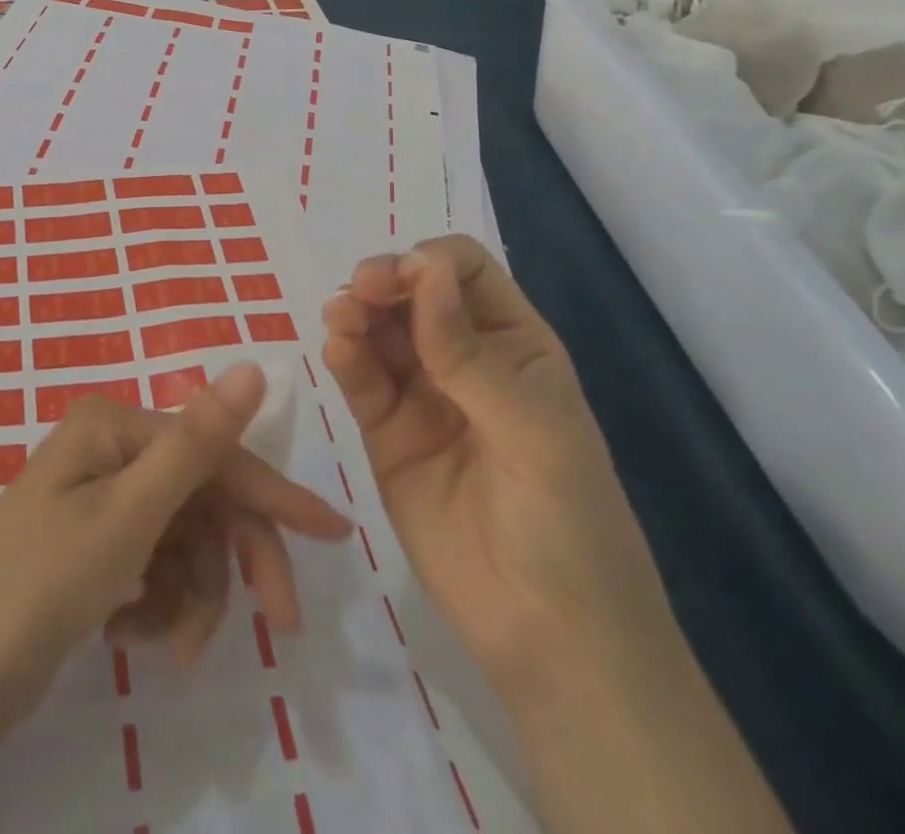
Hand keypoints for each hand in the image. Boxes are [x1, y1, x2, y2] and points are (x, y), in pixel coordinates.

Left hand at [0, 361, 354, 726]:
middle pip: (202, 501)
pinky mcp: (91, 548)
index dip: (275, 495)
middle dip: (234, 565)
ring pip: (183, 543)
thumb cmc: (41, 586)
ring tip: (169, 648)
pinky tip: (135, 636)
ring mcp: (99, 500)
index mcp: (115, 427)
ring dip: (191, 598)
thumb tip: (252, 364)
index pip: (215, 454)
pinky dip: (159, 607)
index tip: (335, 533)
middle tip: (279, 625)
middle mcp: (109, 451)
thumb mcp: (129, 516)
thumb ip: (197, 443)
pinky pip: (153, 568)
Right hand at [321, 235, 676, 687]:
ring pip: (379, 332)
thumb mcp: (533, 432)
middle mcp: (464, 359)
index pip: (464, 272)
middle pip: (412, 294)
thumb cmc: (569, 524)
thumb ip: (469, 354)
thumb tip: (423, 269)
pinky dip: (344, 358)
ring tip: (339, 320)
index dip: (430, 265)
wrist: (551, 640)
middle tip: (359, 294)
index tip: (401, 280)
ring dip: (356, 315)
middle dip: (383, 282)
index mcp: (514, 345)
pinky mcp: (385, 433)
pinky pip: (361, 381)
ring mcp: (421, 396)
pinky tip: (336, 350)